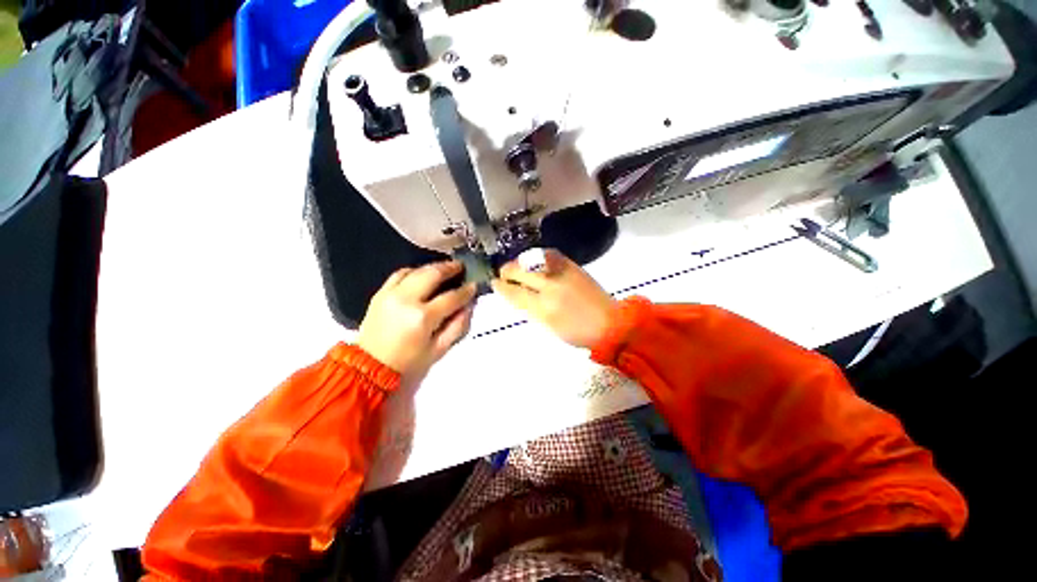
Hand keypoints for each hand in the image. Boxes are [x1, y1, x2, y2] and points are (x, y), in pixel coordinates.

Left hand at [357, 261, 475, 378]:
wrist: (369, 368)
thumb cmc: (408, 363)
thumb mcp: (438, 350)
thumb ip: (457, 327)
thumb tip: (468, 307)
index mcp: (423, 318)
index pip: (451, 297)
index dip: (466, 291)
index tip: (474, 285)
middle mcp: (407, 300)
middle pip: (432, 274)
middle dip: (450, 268)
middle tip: (460, 266)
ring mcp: (390, 294)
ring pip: (416, 270)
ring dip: (432, 268)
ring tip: (443, 269)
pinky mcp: (379, 294)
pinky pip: (398, 274)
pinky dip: (413, 271)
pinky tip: (421, 275)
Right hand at [491, 249, 616, 348]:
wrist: (610, 323)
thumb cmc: (577, 331)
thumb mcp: (549, 326)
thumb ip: (530, 308)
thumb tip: (515, 294)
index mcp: (543, 306)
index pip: (514, 292)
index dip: (501, 286)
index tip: (494, 283)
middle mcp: (550, 285)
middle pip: (520, 271)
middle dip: (507, 271)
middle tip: (503, 274)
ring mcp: (562, 272)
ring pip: (532, 259)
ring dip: (520, 262)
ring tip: (517, 266)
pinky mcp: (572, 265)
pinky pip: (549, 255)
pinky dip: (537, 257)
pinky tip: (534, 261)